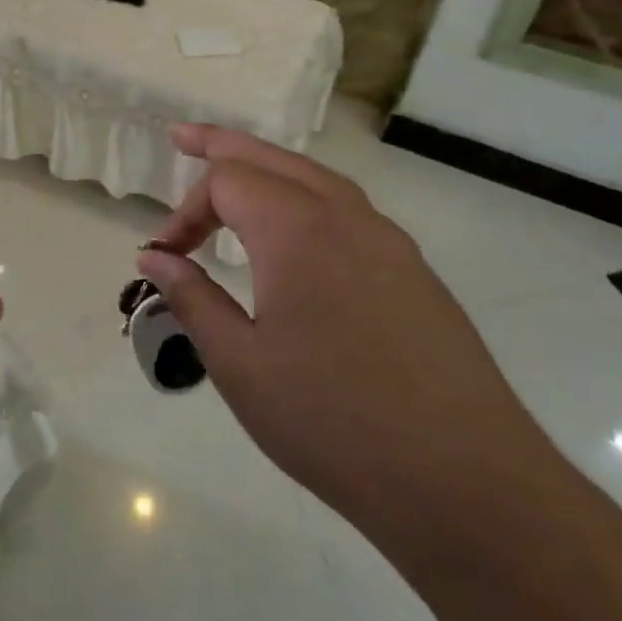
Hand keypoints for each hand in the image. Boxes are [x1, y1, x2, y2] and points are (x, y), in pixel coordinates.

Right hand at [137, 126, 551, 541]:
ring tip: (235, 173)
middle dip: (221, 145)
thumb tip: (154, 257)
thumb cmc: (333, 422)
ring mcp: (388, 240)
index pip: (226, 182)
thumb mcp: (240, 365)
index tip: (165, 257)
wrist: (467, 483)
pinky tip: (297, 233)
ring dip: (268, 168)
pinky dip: (305, 197)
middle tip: (181, 137)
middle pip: (272, 157)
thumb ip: (191, 298)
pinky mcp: (414, 271)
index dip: (186, 211)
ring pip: (315, 177)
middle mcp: (345, 216)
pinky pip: (348, 209)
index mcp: (296, 229)